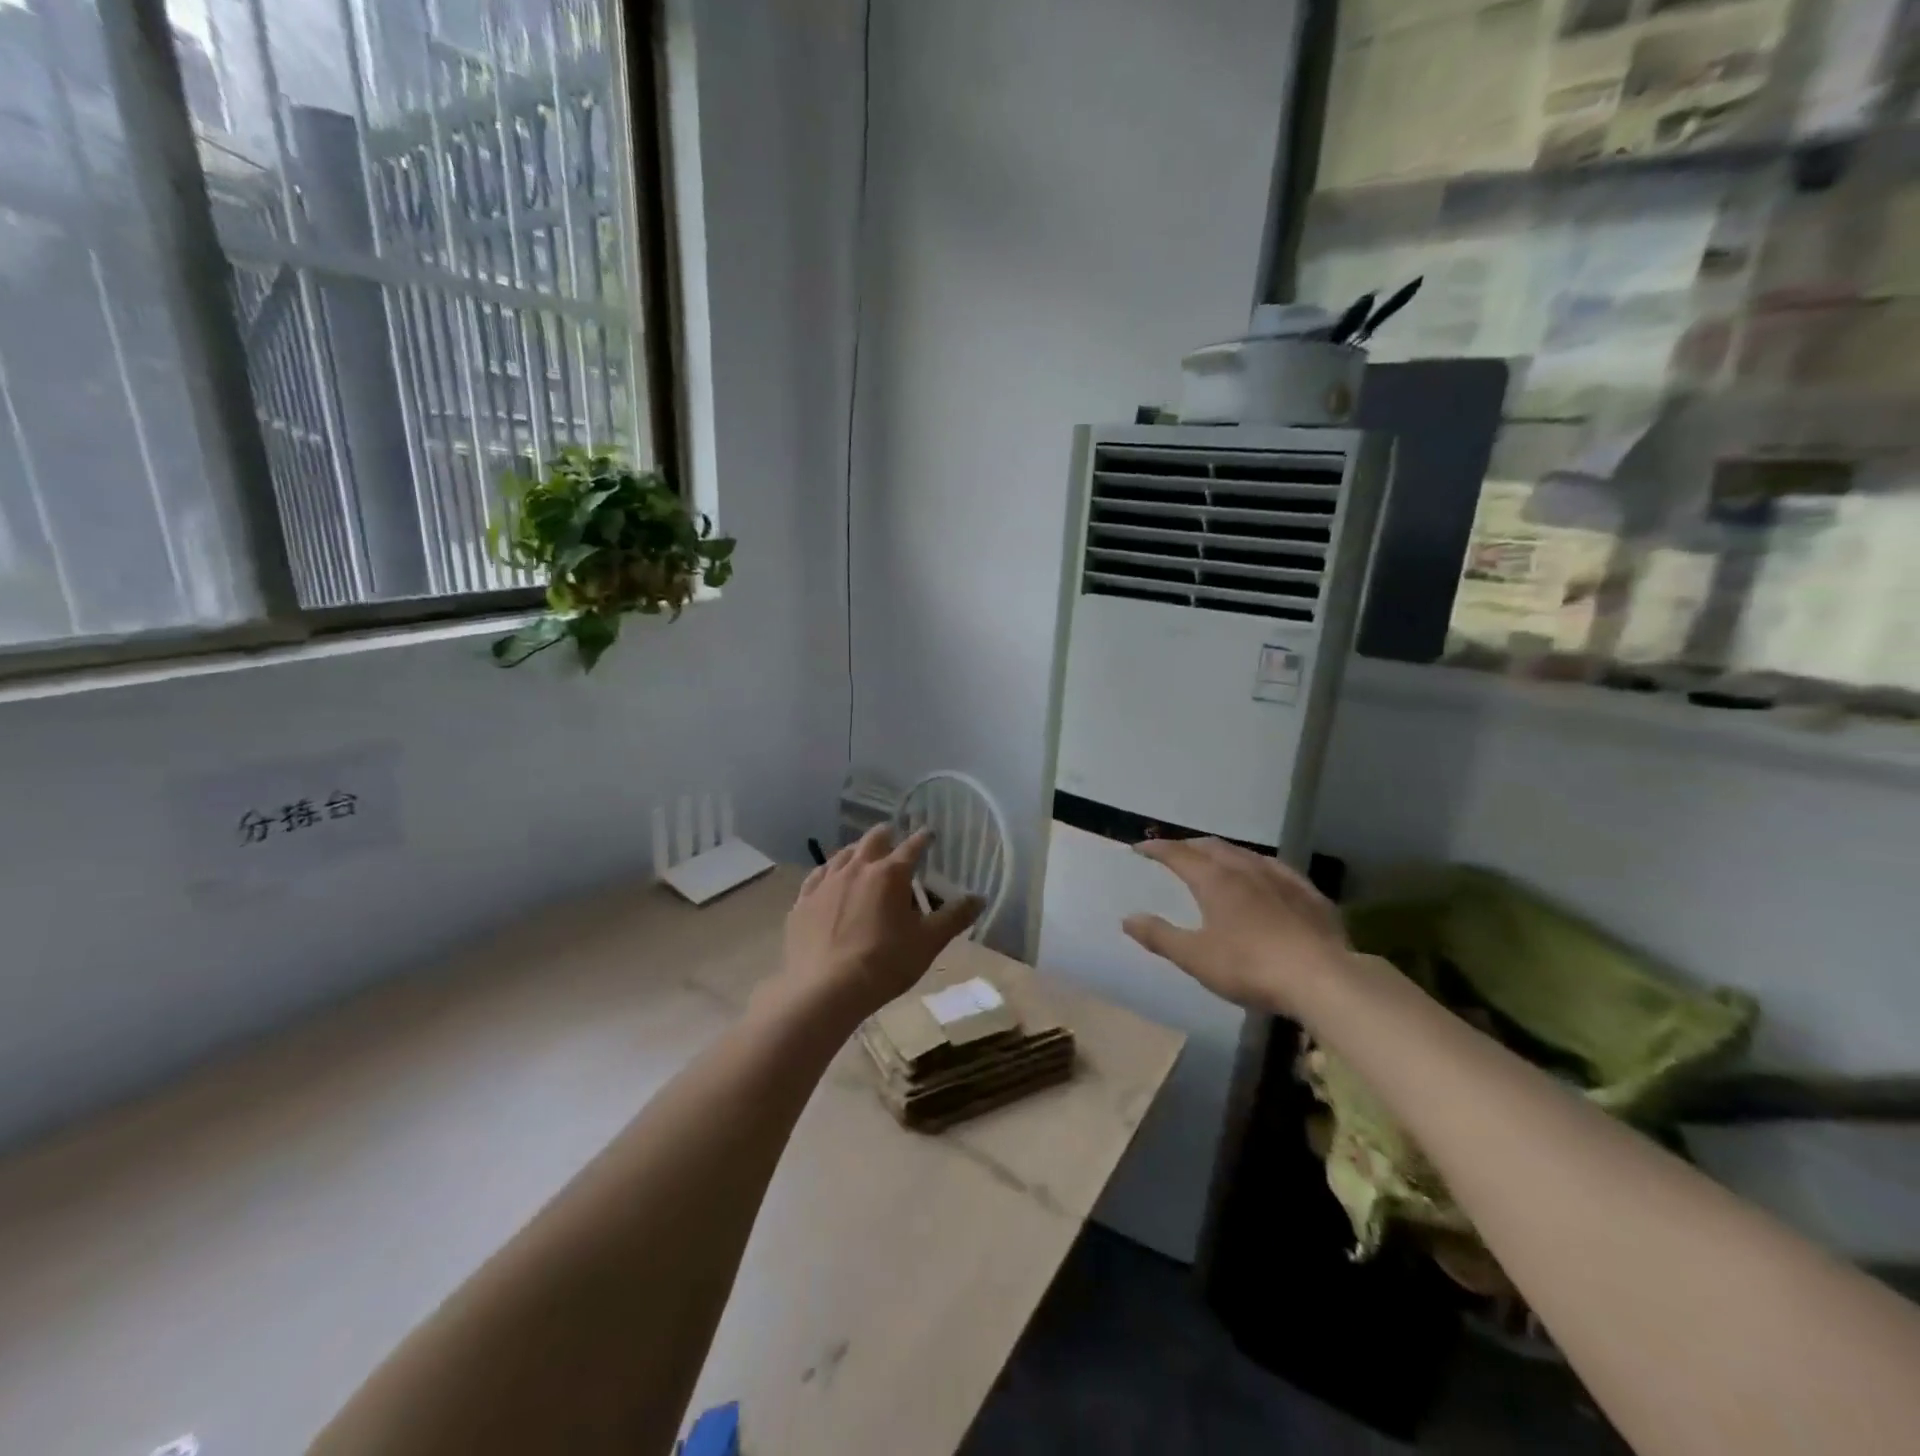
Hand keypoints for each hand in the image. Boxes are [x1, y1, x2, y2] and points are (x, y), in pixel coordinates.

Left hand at [777, 823, 983, 1021]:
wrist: (825, 990)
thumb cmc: (884, 964)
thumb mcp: (928, 943)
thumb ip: (954, 917)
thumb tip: (980, 898)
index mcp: (890, 874)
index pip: (912, 847)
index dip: (923, 839)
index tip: (929, 834)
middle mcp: (856, 869)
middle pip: (873, 840)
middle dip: (887, 835)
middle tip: (894, 836)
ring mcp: (826, 883)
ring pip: (843, 854)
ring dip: (857, 850)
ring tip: (863, 853)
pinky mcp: (803, 902)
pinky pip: (817, 876)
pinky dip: (829, 871)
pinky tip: (829, 877)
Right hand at [1122, 838, 1350, 1016]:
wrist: (1323, 978)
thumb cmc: (1250, 967)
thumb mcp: (1196, 958)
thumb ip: (1160, 937)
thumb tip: (1127, 919)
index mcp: (1215, 881)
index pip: (1178, 854)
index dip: (1157, 848)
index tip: (1140, 847)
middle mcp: (1245, 869)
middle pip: (1211, 847)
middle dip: (1188, 846)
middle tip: (1175, 852)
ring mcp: (1280, 878)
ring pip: (1244, 853)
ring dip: (1222, 852)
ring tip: (1214, 859)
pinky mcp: (1308, 893)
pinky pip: (1275, 868)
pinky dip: (1256, 865)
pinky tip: (1263, 875)